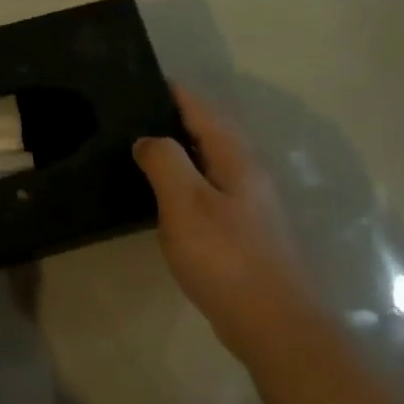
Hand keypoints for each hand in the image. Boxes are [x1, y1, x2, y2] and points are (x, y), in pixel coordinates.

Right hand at [133, 87, 312, 361]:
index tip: (143, 79)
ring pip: (208, 163)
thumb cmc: (225, 257)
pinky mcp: (242, 232)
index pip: (202, 110)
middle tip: (131, 115)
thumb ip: (164, 161)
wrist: (272, 324)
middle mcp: (246, 174)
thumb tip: (147, 139)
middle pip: (208, 133)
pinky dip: (183, 182)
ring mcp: (248, 205)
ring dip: (179, 152)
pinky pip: (207, 191)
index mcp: (235, 158)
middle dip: (174, 119)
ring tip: (139, 151)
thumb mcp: (185, 203)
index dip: (174, 93)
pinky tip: (162, 197)